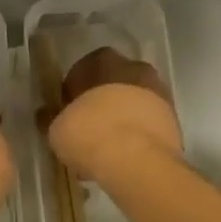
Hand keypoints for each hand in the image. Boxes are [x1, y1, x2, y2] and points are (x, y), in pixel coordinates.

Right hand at [47, 47, 182, 183]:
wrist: (137, 161)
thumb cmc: (89, 133)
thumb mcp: (56, 128)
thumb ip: (52, 117)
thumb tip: (46, 115)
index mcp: (104, 61)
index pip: (84, 69)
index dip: (74, 92)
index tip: (69, 112)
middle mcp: (135, 68)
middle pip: (114, 83)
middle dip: (102, 103)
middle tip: (89, 129)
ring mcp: (159, 93)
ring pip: (134, 103)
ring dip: (123, 119)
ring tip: (108, 148)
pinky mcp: (174, 120)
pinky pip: (149, 123)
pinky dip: (139, 135)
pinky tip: (126, 157)